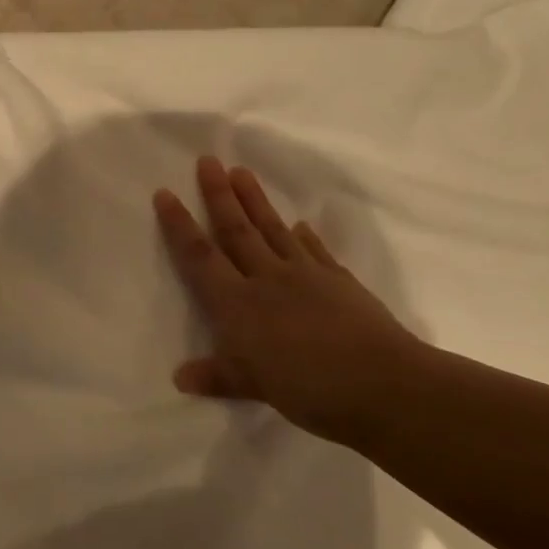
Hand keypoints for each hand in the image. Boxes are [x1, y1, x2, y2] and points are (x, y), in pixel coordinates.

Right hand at [154, 156, 428, 441]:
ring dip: (255, 201)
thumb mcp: (254, 387)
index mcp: (238, 304)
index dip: (180, 226)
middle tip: (209, 160)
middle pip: (237, 230)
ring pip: (273, 230)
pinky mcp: (339, 281)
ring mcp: (306, 275)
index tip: (166, 193)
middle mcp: (267, 279)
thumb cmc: (308, 388)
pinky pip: (315, 250)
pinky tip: (300, 224)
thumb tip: (180, 378)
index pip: (200, 257)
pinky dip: (305, 236)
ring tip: (242, 172)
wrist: (382, 384)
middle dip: (219, 195)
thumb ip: (217, 377)